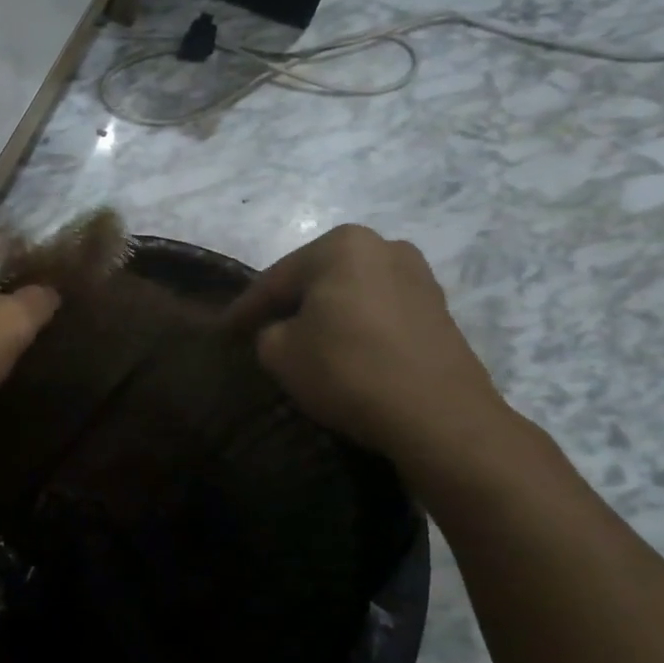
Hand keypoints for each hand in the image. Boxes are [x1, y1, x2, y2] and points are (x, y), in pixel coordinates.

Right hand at [228, 225, 513, 465]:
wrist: (441, 418)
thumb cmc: (349, 371)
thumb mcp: (280, 353)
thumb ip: (267, 332)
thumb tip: (281, 331)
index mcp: (341, 245)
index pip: (275, 279)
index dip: (244, 310)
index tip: (223, 331)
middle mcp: (382, 246)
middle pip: (316, 279)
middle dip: (288, 305)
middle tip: (260, 331)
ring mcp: (418, 276)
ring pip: (350, 294)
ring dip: (325, 315)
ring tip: (302, 341)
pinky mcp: (439, 309)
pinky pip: (379, 312)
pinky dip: (356, 327)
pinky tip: (343, 349)